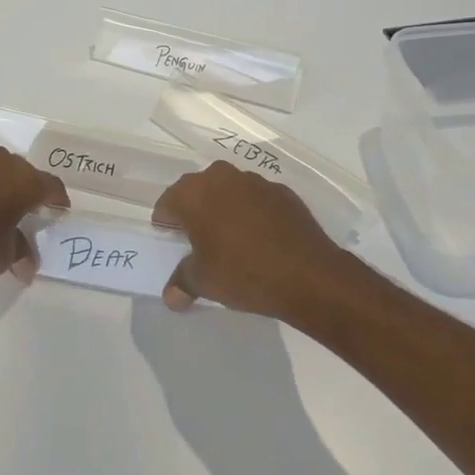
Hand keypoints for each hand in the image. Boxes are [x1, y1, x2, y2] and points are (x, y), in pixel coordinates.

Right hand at [152, 161, 359, 322]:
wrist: (309, 275)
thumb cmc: (243, 273)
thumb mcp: (203, 283)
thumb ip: (182, 282)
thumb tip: (171, 296)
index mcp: (194, 193)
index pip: (167, 203)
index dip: (166, 224)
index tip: (173, 244)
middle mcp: (220, 177)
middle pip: (196, 191)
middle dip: (194, 212)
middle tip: (199, 242)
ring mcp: (254, 181)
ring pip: (228, 191)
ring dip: (223, 209)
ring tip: (231, 240)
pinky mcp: (282, 191)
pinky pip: (256, 199)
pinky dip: (252, 213)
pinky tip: (260, 239)